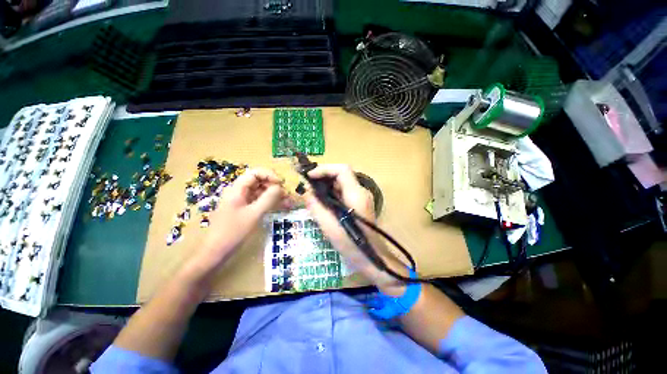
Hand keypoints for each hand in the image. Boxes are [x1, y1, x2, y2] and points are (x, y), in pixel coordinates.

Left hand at [194, 168, 290, 269]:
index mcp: (237, 189)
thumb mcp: (254, 214)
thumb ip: (268, 198)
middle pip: (259, 181)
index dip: (270, 175)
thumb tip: (280, 187)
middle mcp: (239, 191)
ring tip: (287, 201)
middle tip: (286, 194)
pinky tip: (280, 206)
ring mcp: (241, 200)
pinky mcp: (244, 208)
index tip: (282, 184)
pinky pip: (258, 200)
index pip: (255, 173)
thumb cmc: (233, 232)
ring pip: (260, 191)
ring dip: (273, 194)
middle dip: (274, 185)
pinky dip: (269, 201)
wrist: (216, 251)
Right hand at [303, 164, 407, 292]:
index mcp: (356, 195)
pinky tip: (323, 200)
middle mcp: (361, 192)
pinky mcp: (360, 203)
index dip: (325, 169)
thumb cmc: (351, 244)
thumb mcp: (329, 226)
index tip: (309, 176)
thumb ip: (316, 206)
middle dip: (324, 176)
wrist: (372, 257)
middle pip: (342, 174)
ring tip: (312, 191)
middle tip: (308, 184)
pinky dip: (332, 192)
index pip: (342, 170)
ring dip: (327, 184)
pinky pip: (344, 191)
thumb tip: (305, 192)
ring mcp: (362, 197)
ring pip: (343, 182)